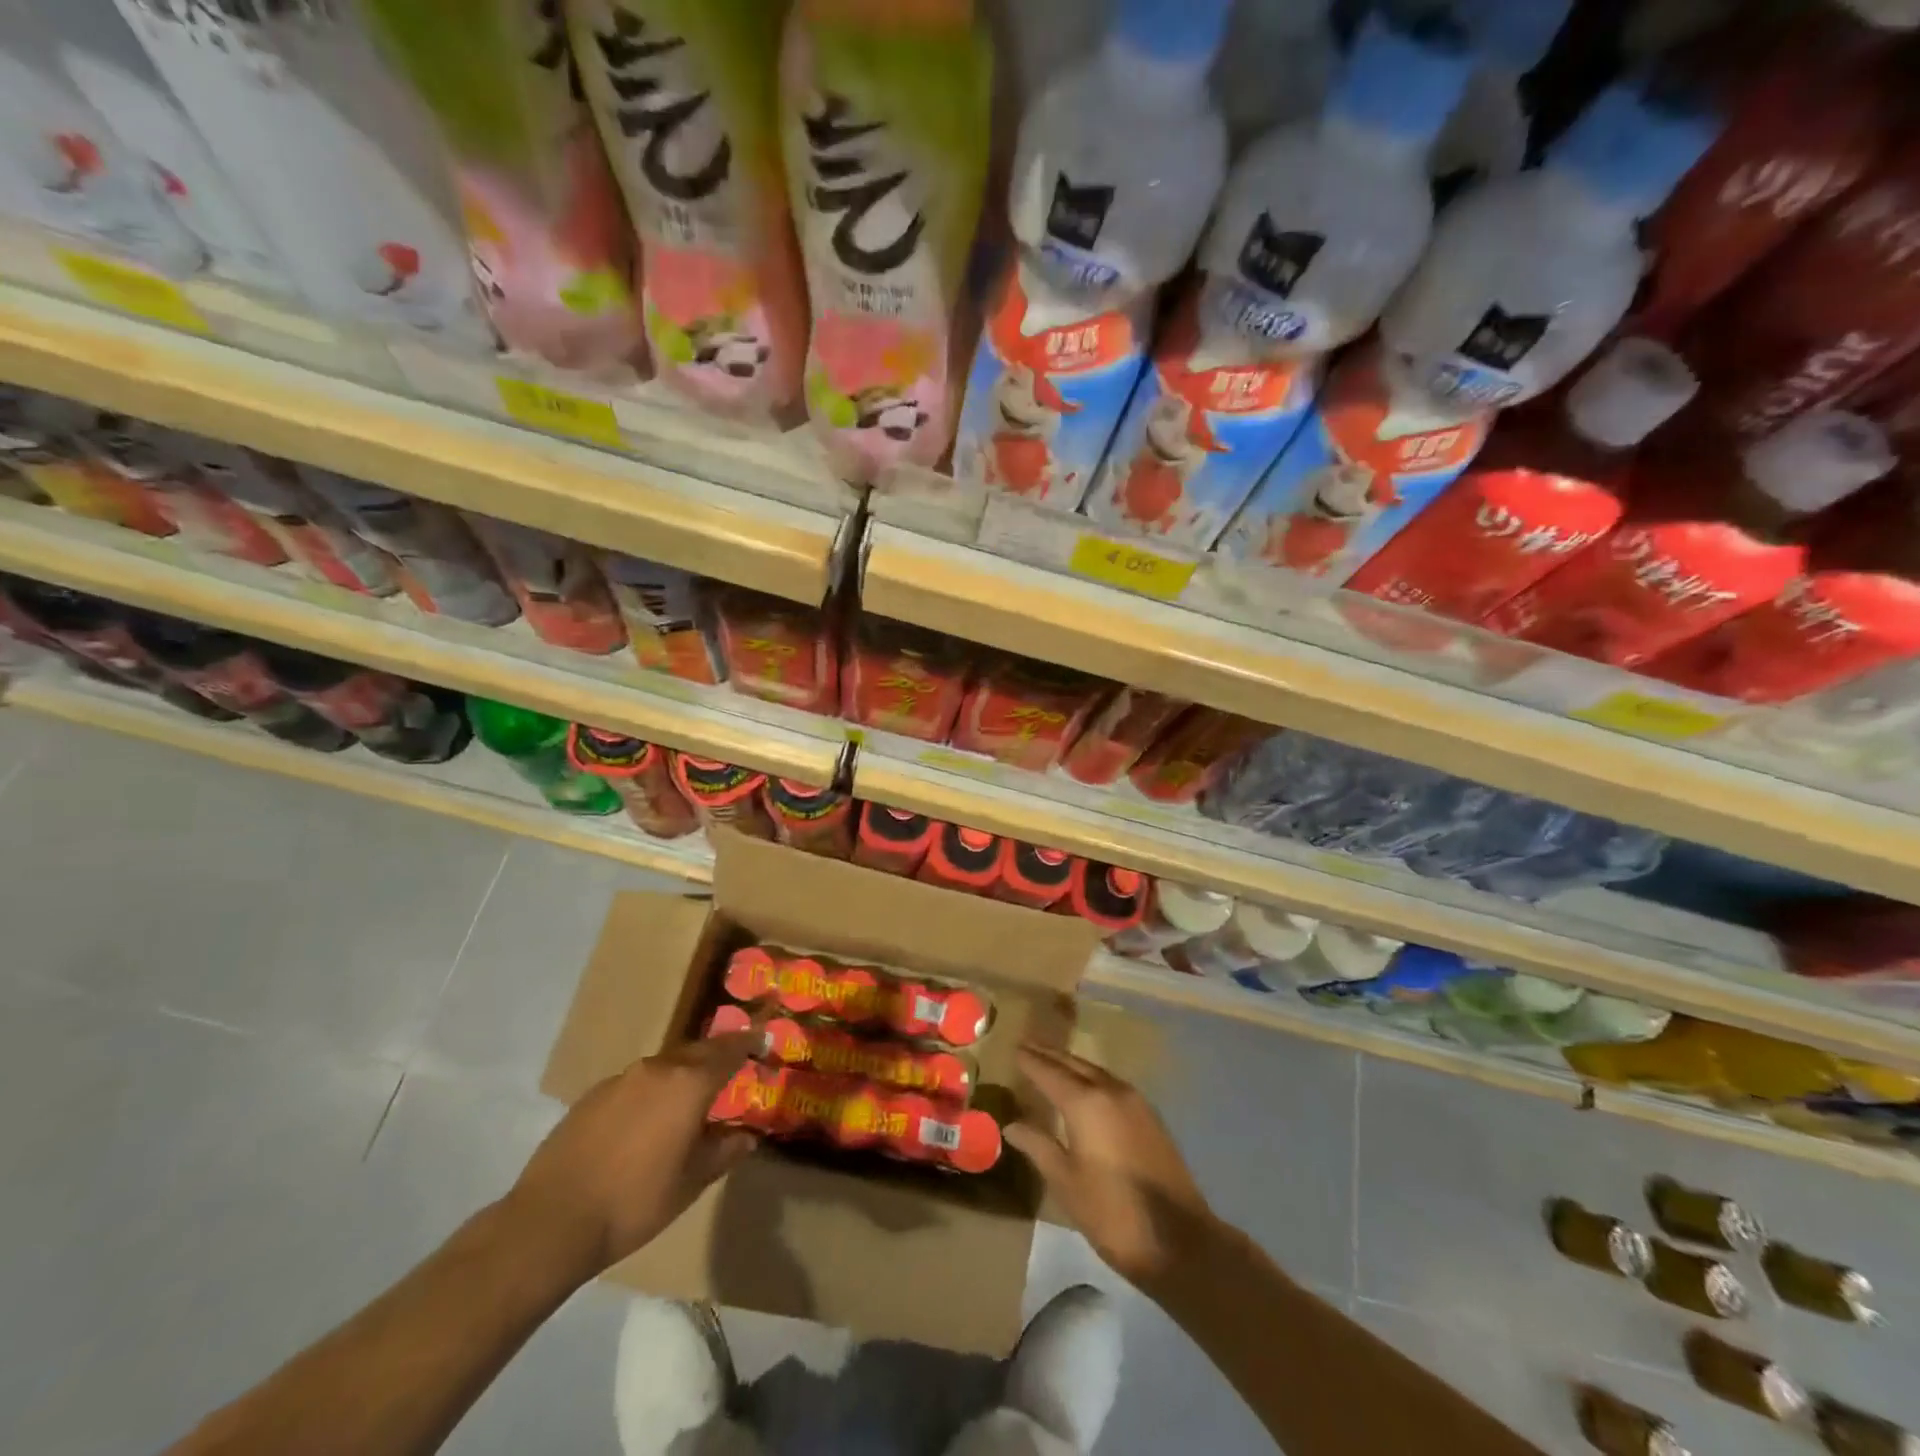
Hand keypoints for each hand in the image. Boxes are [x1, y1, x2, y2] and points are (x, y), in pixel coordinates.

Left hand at [506, 1033, 758, 1279]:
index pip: (729, 1051)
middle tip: (731, 1067)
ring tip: (690, 1097)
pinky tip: (646, 1121)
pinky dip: (652, 1091)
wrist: (551, 1222)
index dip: (748, 1044)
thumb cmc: (634, 1202)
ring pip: (665, 1066)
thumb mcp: (691, 1183)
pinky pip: (636, 1083)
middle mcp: (658, 1069)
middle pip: (697, 1051)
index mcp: (689, 1084)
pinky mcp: (592, 1095)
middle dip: (717, 1056)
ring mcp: (621, 1079)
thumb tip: (747, 1136)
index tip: (763, 1039)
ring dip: (683, 1074)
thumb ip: (723, 1152)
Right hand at [1006, 1045, 1215, 1285]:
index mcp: (1085, 1103)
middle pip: (1074, 1064)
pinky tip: (1085, 1089)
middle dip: (1049, 1055)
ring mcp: (1135, 1101)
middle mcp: (1110, 1091)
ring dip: (1072, 1064)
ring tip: (1052, 1063)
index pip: (1049, 1072)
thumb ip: (1037, 1146)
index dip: (1030, 1061)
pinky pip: (1112, 1084)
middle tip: (1028, 1046)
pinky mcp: (1150, 1116)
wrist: (1179, 1240)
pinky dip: (1091, 1078)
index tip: (1014, 1048)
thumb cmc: (1112, 1212)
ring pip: (1095, 1071)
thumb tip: (1011, 1126)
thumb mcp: (1065, 1182)